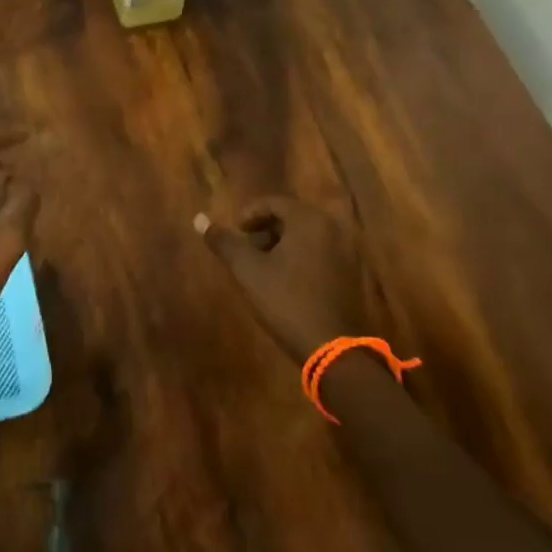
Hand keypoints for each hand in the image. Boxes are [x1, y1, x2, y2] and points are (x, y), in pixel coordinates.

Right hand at [196, 194, 372, 365]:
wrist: (333, 349)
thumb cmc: (287, 301)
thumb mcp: (248, 270)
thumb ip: (224, 242)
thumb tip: (199, 219)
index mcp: (309, 220)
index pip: (274, 202)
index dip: (249, 214)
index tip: (235, 232)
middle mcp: (333, 228)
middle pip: (292, 217)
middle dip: (265, 230)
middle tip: (247, 250)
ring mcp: (347, 252)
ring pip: (307, 236)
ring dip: (282, 245)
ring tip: (262, 267)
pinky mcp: (352, 274)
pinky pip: (321, 253)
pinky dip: (300, 258)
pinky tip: (286, 281)